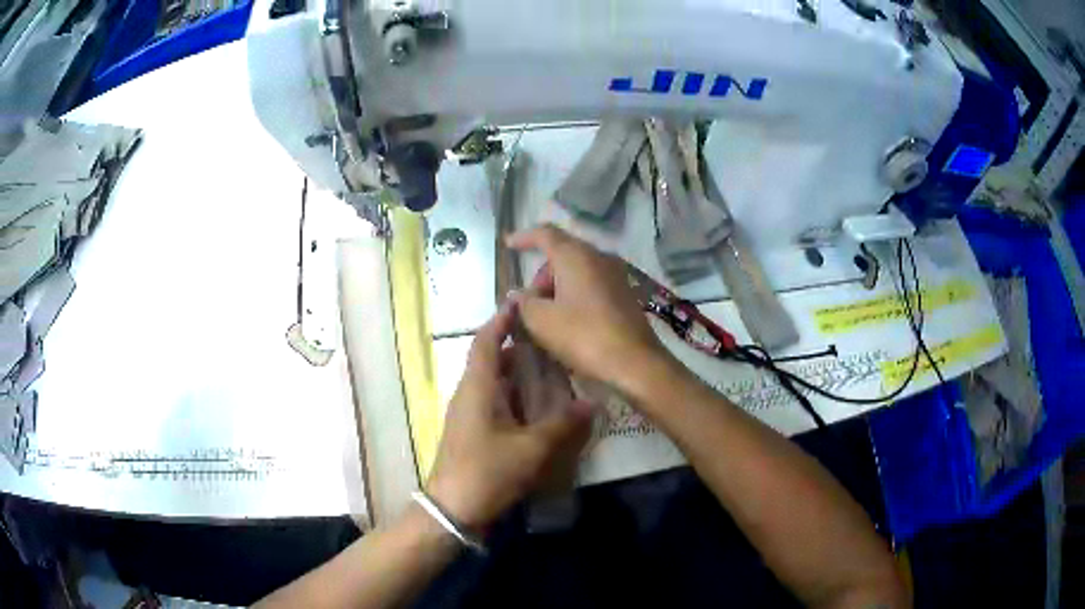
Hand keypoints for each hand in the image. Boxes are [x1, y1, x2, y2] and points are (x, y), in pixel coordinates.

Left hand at [425, 301, 591, 530]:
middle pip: (490, 359)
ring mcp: (468, 415)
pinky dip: (514, 396)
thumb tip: (593, 403)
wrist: (452, 509)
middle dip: (516, 346)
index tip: (522, 302)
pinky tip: (538, 406)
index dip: (502, 320)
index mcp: (477, 388)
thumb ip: (562, 424)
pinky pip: (494, 403)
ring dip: (516, 373)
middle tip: (549, 339)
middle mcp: (469, 394)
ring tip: (549, 367)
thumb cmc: (487, 471)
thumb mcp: (531, 449)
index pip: (485, 341)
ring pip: (493, 383)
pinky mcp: (472, 433)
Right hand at [507, 225, 676, 397]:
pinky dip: (574, 297)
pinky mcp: (625, 295)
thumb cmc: (584, 336)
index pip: (545, 234)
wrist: (634, 363)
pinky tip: (568, 324)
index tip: (507, 244)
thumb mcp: (541, 321)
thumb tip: (519, 295)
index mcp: (576, 255)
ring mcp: (615, 276)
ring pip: (577, 272)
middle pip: (562, 255)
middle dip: (541, 276)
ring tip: (546, 319)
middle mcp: (599, 257)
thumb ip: (523, 303)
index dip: (523, 237)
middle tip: (529, 304)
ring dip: (557, 289)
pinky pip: (591, 286)